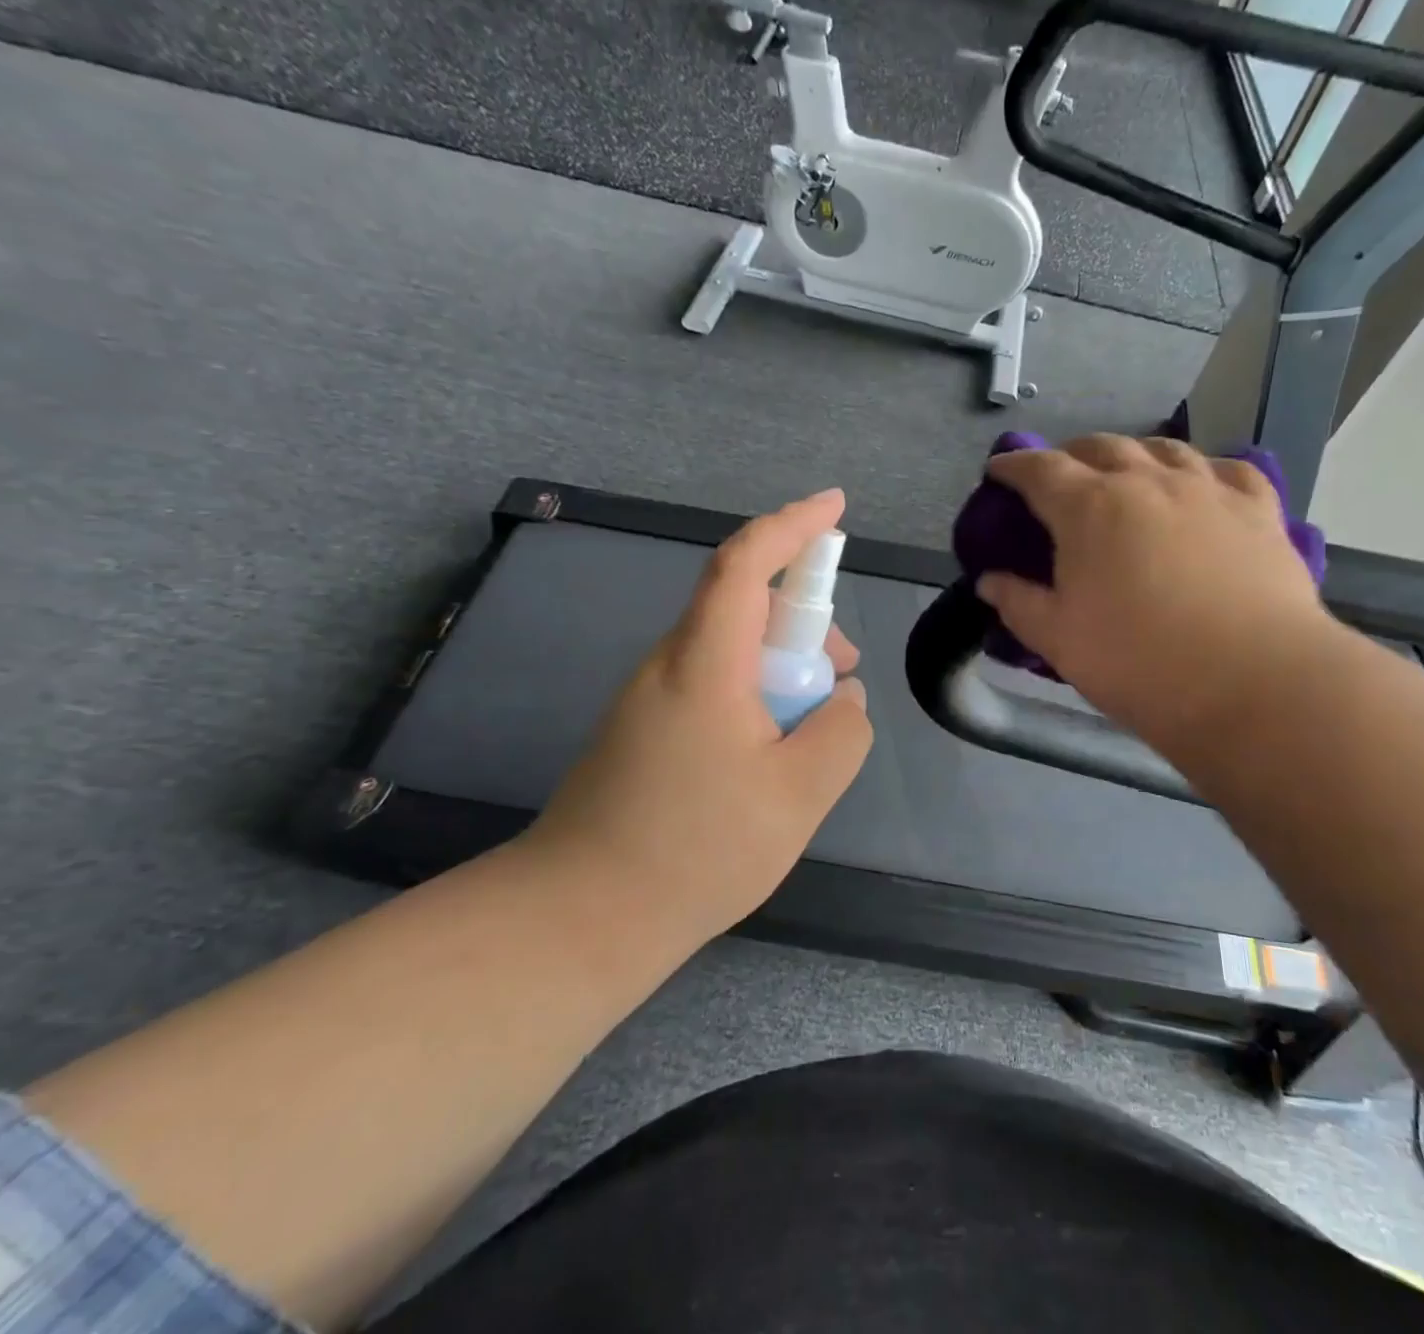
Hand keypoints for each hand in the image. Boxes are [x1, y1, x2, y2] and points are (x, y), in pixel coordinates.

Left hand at [522, 489, 872, 943]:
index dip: (792, 525)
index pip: (745, 563)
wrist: (580, 917)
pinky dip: (755, 696)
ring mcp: (650, 697)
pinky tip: (769, 756)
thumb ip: (841, 734)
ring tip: (812, 729)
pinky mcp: (643, 729)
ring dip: (782, 666)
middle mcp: (670, 664)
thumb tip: (843, 699)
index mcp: (704, 662)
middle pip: (743, 605)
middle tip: (843, 675)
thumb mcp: (798, 795)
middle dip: (804, 621)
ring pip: (730, 649)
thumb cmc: (695, 850)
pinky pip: (712, 685)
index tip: (835, 507)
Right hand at [976, 436, 1333, 758]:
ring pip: (1165, 449)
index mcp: (1090, 507)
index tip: (999, 470)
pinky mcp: (1258, 509)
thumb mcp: (1059, 640)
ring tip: (1127, 473)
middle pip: (1101, 446)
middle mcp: (1147, 481)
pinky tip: (1202, 484)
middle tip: (1060, 476)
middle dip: (1071, 455)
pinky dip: (1203, 469)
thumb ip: (1019, 604)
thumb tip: (989, 582)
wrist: (1252, 683)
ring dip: (1134, 454)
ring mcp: (1208, 489)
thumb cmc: (1138, 663)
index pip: (1040, 469)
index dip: (1014, 465)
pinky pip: (1229, 468)